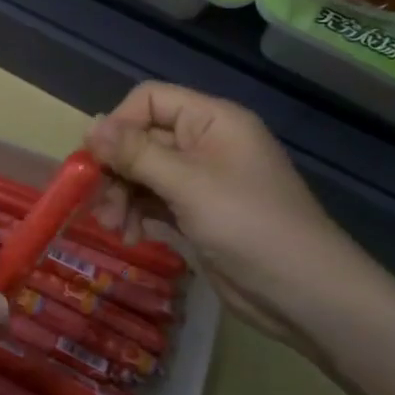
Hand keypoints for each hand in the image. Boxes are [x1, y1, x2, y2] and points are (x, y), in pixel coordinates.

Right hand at [84, 82, 394, 351]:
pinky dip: (134, 214)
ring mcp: (200, 180)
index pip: (150, 100)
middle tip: (95, 202)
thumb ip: (136, 153)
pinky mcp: (195, 213)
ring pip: (141, 173)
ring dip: (119, 196)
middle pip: (140, 139)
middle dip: (115, 170)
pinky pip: (152, 201)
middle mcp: (204, 143)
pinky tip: (129, 235)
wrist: (304, 294)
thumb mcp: (188, 185)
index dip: (119, 124)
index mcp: (212, 121)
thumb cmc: (250, 226)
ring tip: (113, 226)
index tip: (96, 160)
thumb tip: (89, 125)